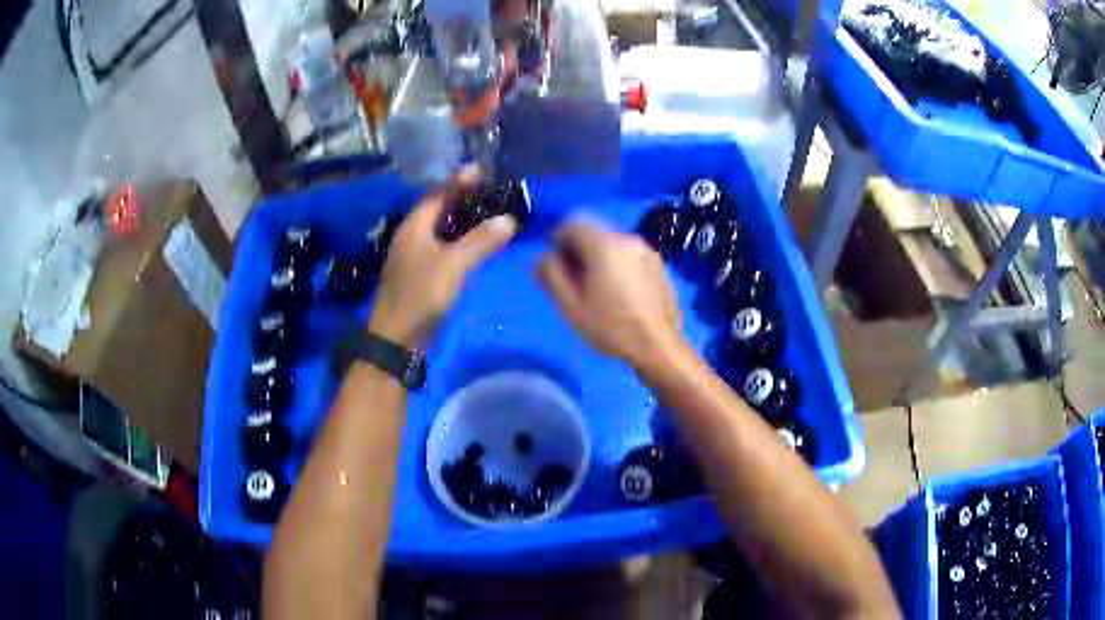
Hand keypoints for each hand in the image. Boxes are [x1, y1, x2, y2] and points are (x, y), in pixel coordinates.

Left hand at [370, 170, 516, 348]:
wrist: (396, 341)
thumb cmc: (420, 297)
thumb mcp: (453, 265)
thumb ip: (480, 241)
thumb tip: (509, 219)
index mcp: (414, 228)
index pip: (437, 195)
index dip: (458, 182)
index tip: (481, 171)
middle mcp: (411, 238)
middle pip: (437, 211)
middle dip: (462, 201)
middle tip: (491, 194)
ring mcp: (413, 259)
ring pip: (440, 232)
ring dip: (462, 223)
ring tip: (488, 217)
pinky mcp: (419, 278)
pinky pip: (441, 250)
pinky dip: (459, 243)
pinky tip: (474, 250)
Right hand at [537, 221, 684, 369]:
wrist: (659, 346)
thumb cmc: (611, 327)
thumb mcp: (571, 306)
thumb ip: (551, 275)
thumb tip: (544, 257)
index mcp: (604, 245)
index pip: (572, 224)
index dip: (557, 240)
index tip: (554, 263)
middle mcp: (627, 239)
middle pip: (594, 233)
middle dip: (578, 250)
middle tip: (573, 280)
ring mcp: (647, 251)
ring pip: (612, 244)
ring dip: (599, 258)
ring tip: (597, 289)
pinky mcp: (659, 265)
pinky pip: (629, 256)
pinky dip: (618, 265)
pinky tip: (620, 293)